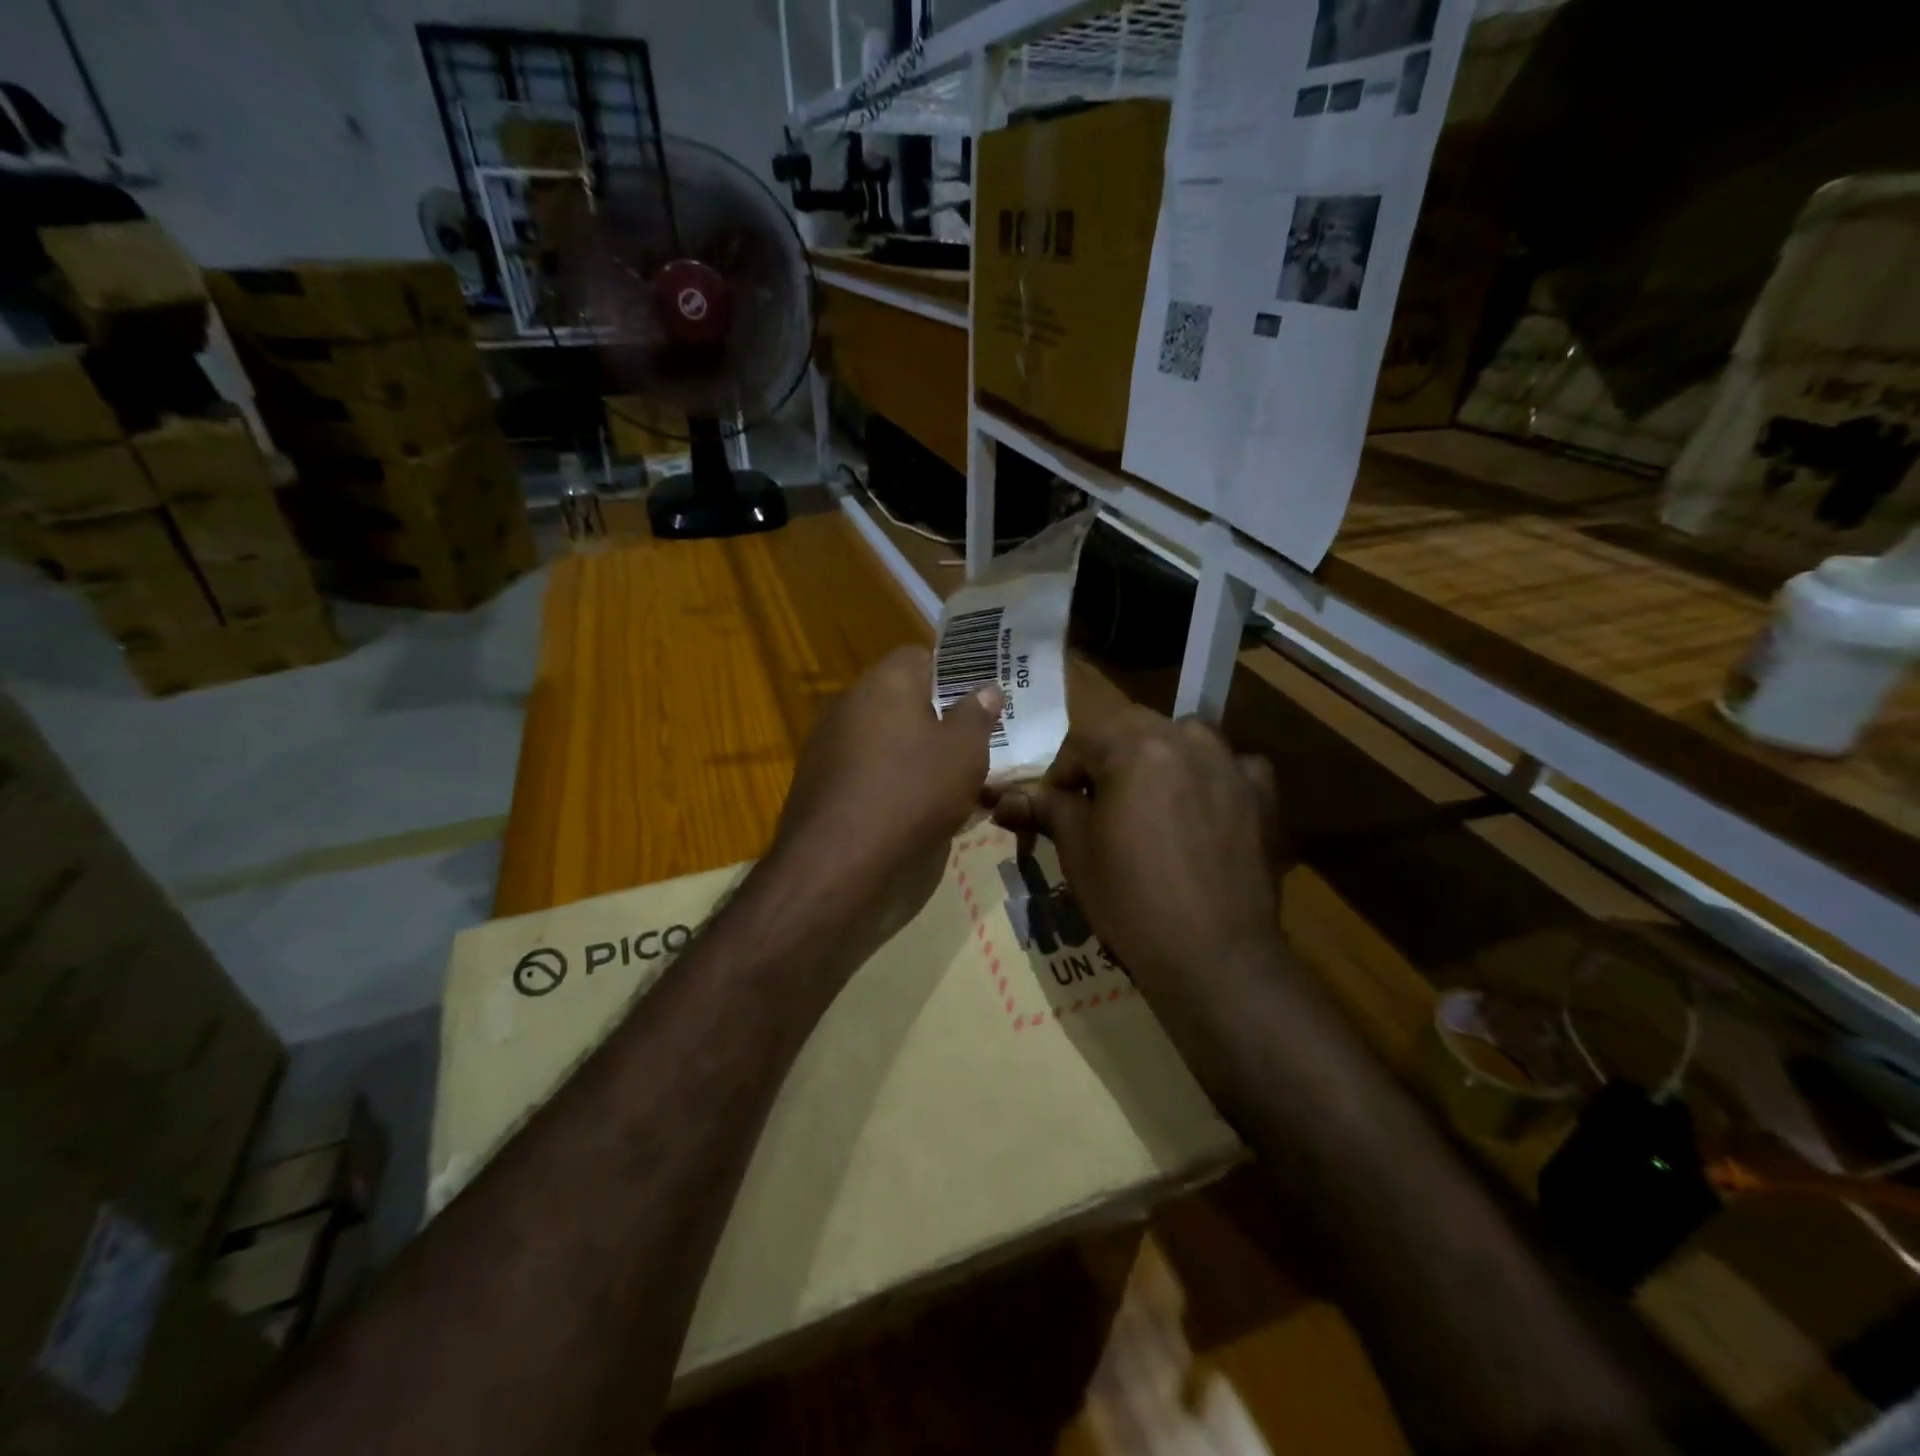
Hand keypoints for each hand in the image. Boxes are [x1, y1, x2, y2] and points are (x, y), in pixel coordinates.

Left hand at [767, 646, 1003, 955]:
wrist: (838, 863)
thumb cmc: (912, 793)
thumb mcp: (964, 753)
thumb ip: (976, 715)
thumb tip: (985, 688)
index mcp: (885, 682)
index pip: (919, 655)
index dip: (951, 672)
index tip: (976, 699)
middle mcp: (848, 702)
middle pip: (898, 697)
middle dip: (932, 716)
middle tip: (967, 743)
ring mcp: (825, 742)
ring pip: (879, 735)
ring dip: (908, 751)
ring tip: (943, 782)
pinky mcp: (814, 782)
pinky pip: (861, 768)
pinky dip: (884, 780)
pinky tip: (907, 810)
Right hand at [991, 705, 1286, 1000]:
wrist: (1215, 956)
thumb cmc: (1131, 899)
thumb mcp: (1077, 850)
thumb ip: (1047, 809)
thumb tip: (1004, 799)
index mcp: (1137, 746)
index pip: (1083, 738)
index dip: (1060, 772)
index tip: (1053, 808)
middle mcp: (1188, 740)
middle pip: (1134, 730)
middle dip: (1108, 759)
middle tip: (1095, 805)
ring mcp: (1232, 765)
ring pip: (1185, 741)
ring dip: (1160, 760)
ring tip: (1148, 804)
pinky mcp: (1263, 797)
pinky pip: (1232, 770)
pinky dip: (1212, 780)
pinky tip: (1204, 812)